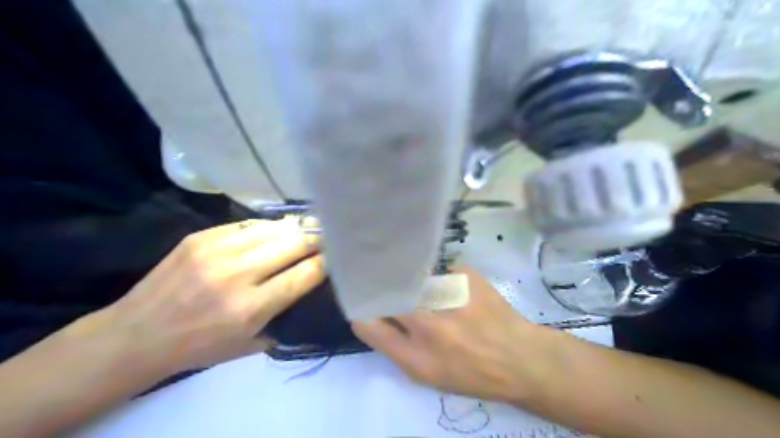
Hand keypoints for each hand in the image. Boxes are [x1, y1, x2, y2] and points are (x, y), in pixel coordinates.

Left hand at [96, 219, 324, 376]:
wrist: (136, 335)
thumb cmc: (199, 347)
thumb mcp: (250, 345)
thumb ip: (284, 315)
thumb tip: (309, 284)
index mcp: (251, 308)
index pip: (304, 275)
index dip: (326, 263)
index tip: (338, 257)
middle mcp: (237, 275)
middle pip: (293, 245)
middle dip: (317, 240)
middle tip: (331, 236)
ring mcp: (217, 251)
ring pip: (273, 229)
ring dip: (296, 229)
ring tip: (309, 227)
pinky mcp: (201, 237)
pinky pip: (247, 224)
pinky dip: (268, 227)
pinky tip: (277, 229)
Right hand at [350, 265, 551, 402]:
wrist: (521, 358)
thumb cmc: (472, 373)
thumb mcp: (429, 375)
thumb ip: (396, 347)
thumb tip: (373, 317)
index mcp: (417, 357)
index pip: (369, 325)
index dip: (363, 311)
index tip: (365, 303)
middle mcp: (430, 325)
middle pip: (389, 294)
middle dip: (385, 289)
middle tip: (392, 288)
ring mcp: (449, 296)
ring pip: (413, 277)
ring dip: (415, 283)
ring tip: (434, 295)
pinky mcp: (465, 276)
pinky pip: (440, 270)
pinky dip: (443, 279)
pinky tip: (457, 292)